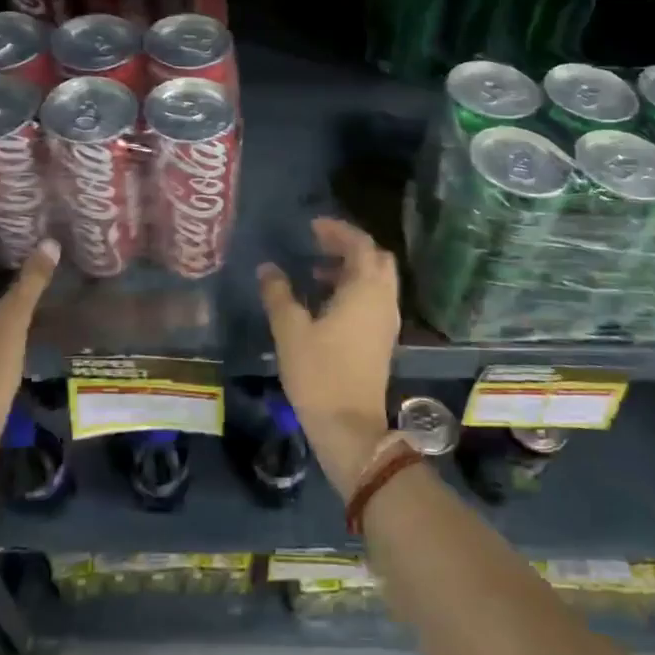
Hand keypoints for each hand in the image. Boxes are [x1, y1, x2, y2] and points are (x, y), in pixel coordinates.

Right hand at [257, 218, 398, 499]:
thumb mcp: (290, 330)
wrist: (349, 427)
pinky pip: (374, 299)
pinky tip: (326, 303)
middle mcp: (383, 300)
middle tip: (318, 244)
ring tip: (315, 273)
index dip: (337, 231)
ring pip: (377, 280)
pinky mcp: (382, 340)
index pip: (360, 244)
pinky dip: (354, 289)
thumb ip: (278, 294)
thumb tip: (268, 269)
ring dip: (351, 269)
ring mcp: (386, 321)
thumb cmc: (319, 373)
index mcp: (365, 290)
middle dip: (349, 246)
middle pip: (376, 259)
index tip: (312, 226)